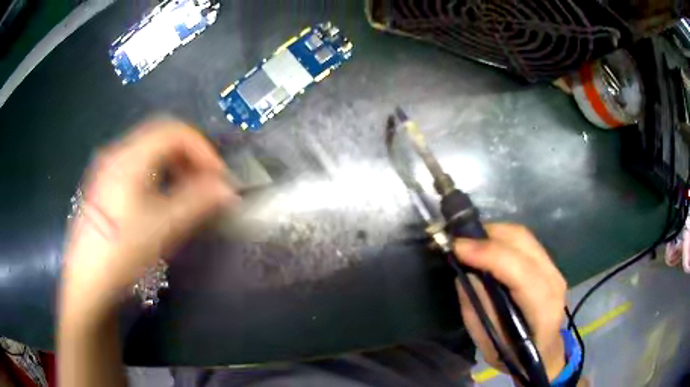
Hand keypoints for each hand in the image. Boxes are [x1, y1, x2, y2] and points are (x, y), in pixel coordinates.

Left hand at [60, 119, 237, 320]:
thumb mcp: (162, 228)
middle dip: (189, 155)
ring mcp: (107, 168)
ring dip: (174, 164)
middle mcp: (117, 154)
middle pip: (161, 136)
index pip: (174, 131)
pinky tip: (161, 198)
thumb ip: (197, 202)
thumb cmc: (122, 253)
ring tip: (187, 191)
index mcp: (129, 157)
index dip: (202, 148)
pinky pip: (137, 165)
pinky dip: (158, 173)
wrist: (87, 283)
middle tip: (205, 183)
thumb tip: (227, 188)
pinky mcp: (104, 184)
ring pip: (149, 150)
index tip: (217, 176)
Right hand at [454, 224, 566, 380]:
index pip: (519, 271)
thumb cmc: (516, 357)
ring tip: (468, 243)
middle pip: (522, 242)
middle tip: (458, 242)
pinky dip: (502, 238)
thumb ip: (478, 310)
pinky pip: (524, 241)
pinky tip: (486, 247)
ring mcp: (554, 269)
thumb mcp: (490, 345)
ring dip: (493, 233)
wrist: (546, 353)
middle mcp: (554, 282)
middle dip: (487, 236)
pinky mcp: (549, 264)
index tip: (457, 248)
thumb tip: (465, 273)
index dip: (488, 254)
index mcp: (543, 309)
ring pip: (523, 236)